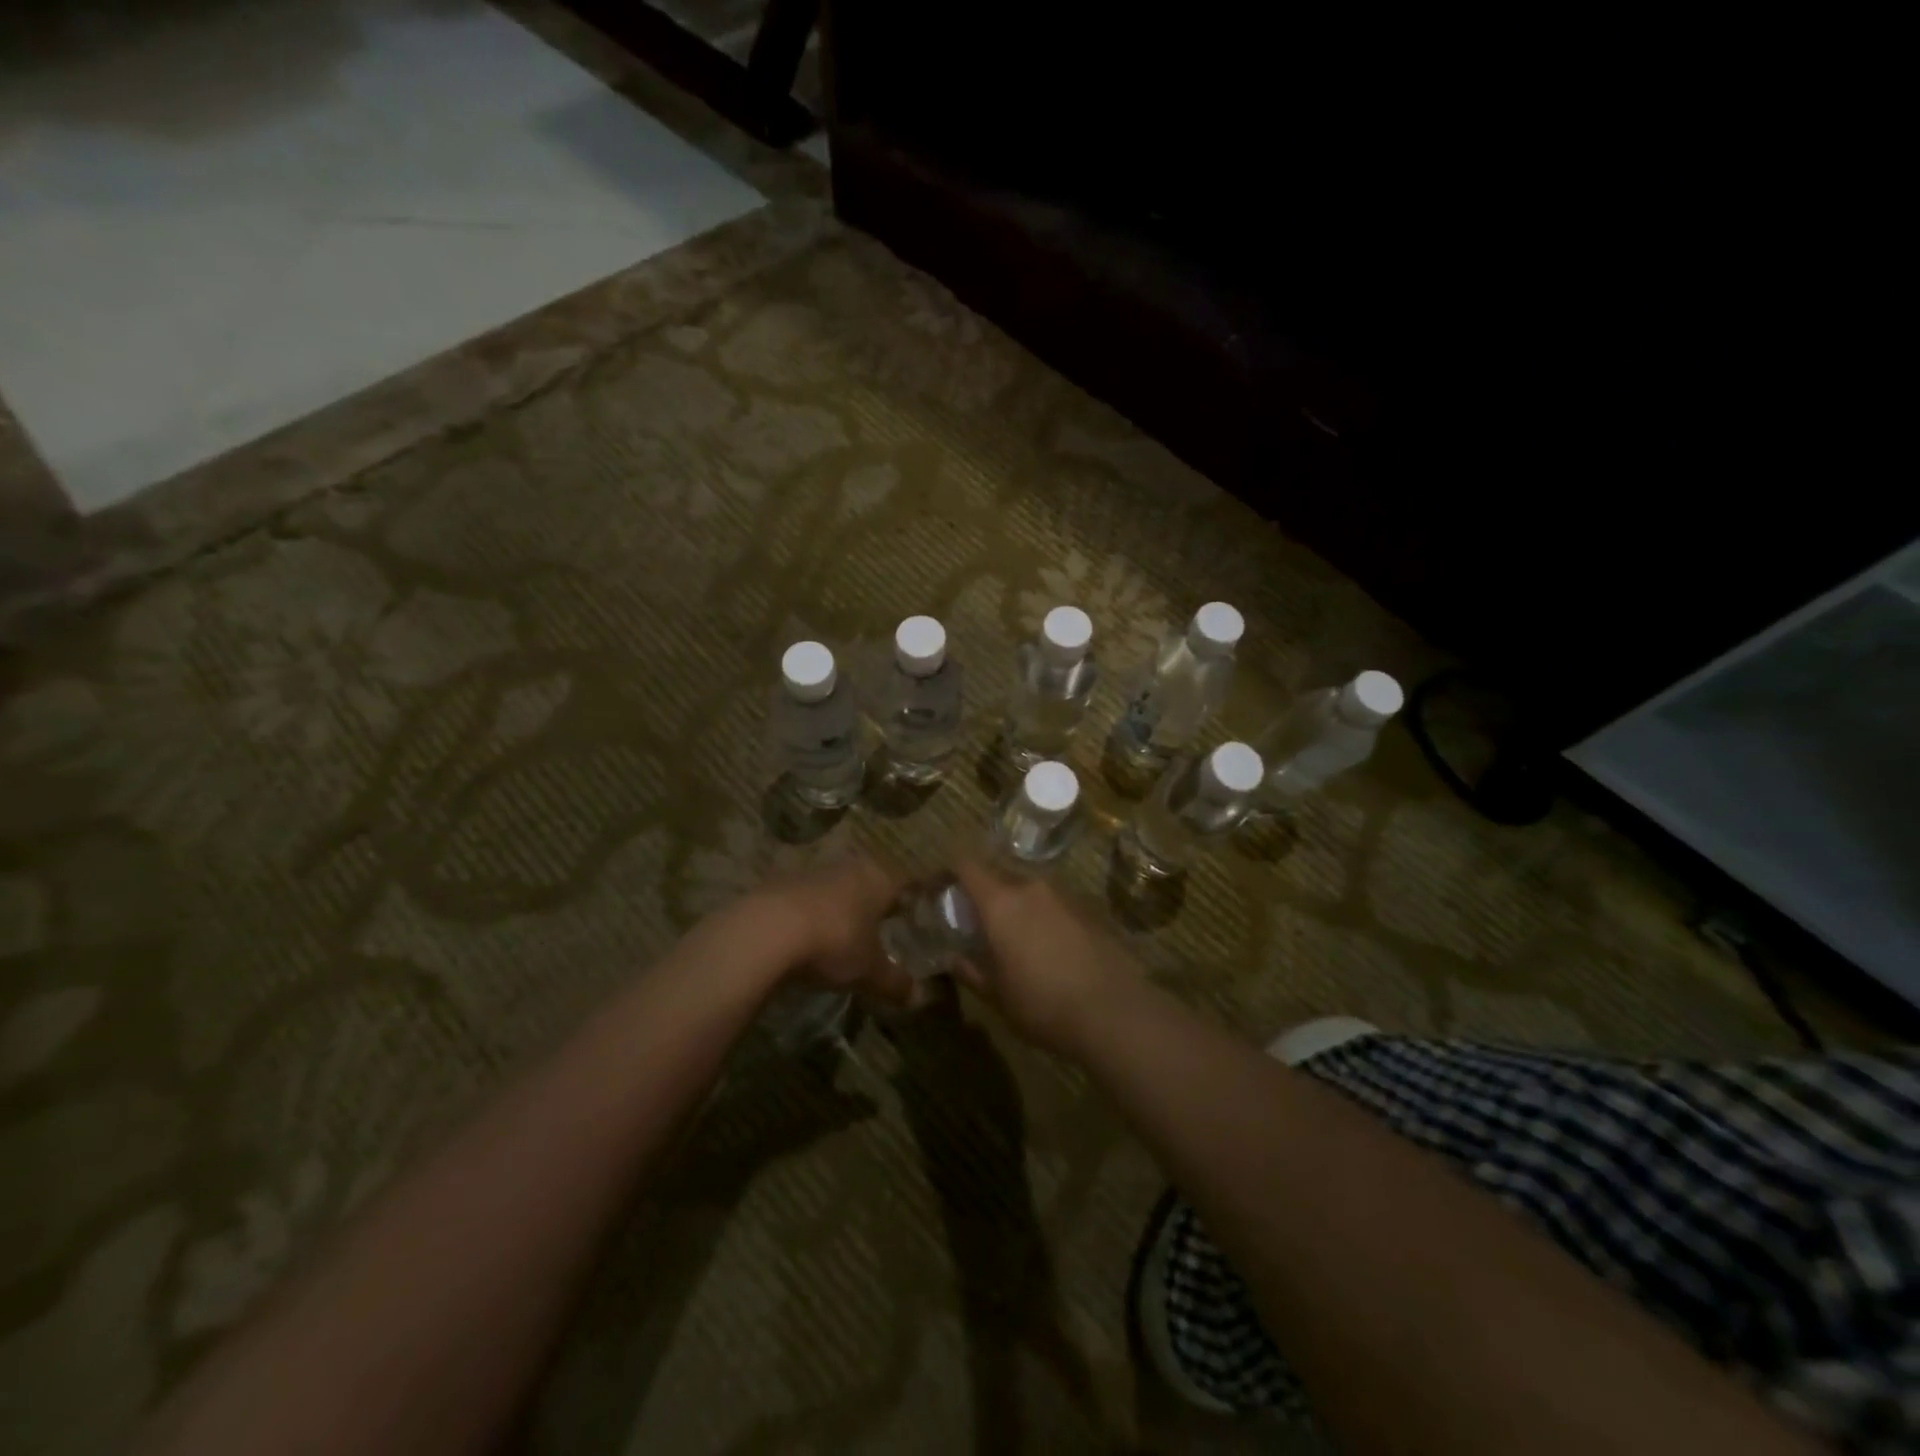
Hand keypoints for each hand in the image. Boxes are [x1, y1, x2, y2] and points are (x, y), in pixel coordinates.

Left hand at [754, 856, 918, 1008]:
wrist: (766, 930)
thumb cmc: (834, 942)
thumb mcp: (869, 971)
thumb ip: (894, 982)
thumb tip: (918, 997)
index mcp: (879, 878)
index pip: (907, 881)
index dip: (915, 897)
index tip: (920, 911)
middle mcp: (850, 868)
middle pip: (872, 880)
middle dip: (878, 901)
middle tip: (885, 925)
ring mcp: (814, 872)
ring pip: (839, 887)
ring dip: (843, 906)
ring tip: (846, 933)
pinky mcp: (782, 883)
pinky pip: (809, 898)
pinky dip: (814, 914)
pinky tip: (810, 937)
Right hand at [950, 861, 1127, 1053]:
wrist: (1114, 1012)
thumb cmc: (1043, 1004)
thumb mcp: (996, 995)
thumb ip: (970, 970)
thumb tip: (953, 959)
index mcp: (1001, 901)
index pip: (966, 864)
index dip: (947, 870)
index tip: (936, 887)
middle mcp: (1031, 887)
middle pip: (997, 873)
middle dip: (980, 891)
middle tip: (972, 919)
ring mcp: (1063, 895)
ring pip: (1026, 889)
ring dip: (1012, 904)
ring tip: (1009, 936)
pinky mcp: (1087, 909)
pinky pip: (1051, 903)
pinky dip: (1038, 915)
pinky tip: (1044, 947)